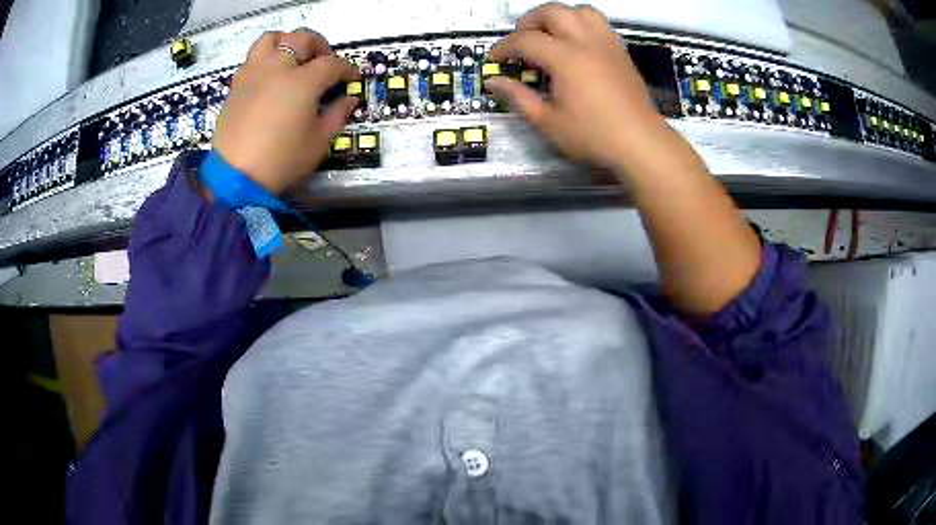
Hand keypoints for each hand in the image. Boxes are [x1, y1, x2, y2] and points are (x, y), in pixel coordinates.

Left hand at [212, 28, 358, 193]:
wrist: (235, 177)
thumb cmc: (281, 161)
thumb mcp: (318, 142)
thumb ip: (337, 115)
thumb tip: (349, 100)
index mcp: (302, 82)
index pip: (332, 63)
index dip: (346, 70)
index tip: (351, 80)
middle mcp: (277, 68)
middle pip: (302, 38)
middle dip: (319, 45)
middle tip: (324, 61)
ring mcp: (254, 73)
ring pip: (272, 39)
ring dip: (288, 42)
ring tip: (293, 58)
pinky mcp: (237, 84)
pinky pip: (253, 58)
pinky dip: (266, 59)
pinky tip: (270, 76)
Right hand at [486, 3, 666, 170]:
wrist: (641, 143)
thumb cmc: (594, 136)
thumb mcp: (548, 122)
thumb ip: (518, 97)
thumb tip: (493, 82)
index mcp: (566, 58)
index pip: (526, 39)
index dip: (504, 47)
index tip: (495, 60)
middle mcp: (586, 42)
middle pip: (552, 11)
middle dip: (529, 22)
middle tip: (522, 42)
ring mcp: (607, 44)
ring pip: (580, 11)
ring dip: (559, 16)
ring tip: (550, 35)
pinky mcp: (621, 51)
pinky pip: (599, 23)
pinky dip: (581, 24)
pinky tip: (576, 44)